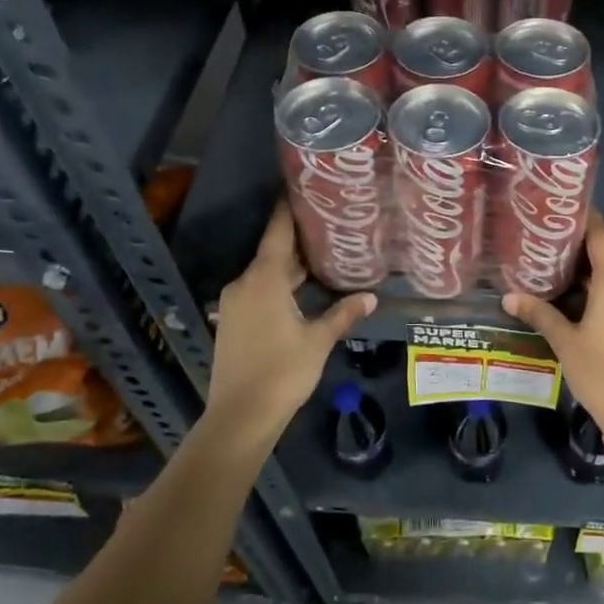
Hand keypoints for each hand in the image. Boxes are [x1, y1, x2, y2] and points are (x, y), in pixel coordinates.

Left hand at [205, 201, 376, 442]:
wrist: (240, 415)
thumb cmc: (283, 372)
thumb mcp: (318, 340)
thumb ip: (343, 313)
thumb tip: (371, 297)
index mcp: (264, 280)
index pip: (277, 233)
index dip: (288, 210)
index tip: (300, 189)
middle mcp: (244, 284)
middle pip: (273, 253)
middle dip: (298, 241)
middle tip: (328, 225)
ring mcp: (235, 304)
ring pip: (266, 274)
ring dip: (289, 267)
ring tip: (321, 256)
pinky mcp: (232, 322)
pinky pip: (258, 291)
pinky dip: (278, 285)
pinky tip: (301, 291)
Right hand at [502, 214, 603, 432]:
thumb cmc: (601, 371)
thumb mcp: (565, 342)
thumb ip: (539, 313)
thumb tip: (508, 296)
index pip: (600, 234)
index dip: (581, 218)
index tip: (558, 209)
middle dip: (577, 247)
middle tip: (543, 241)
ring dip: (588, 270)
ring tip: (552, 267)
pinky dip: (600, 287)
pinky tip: (575, 295)